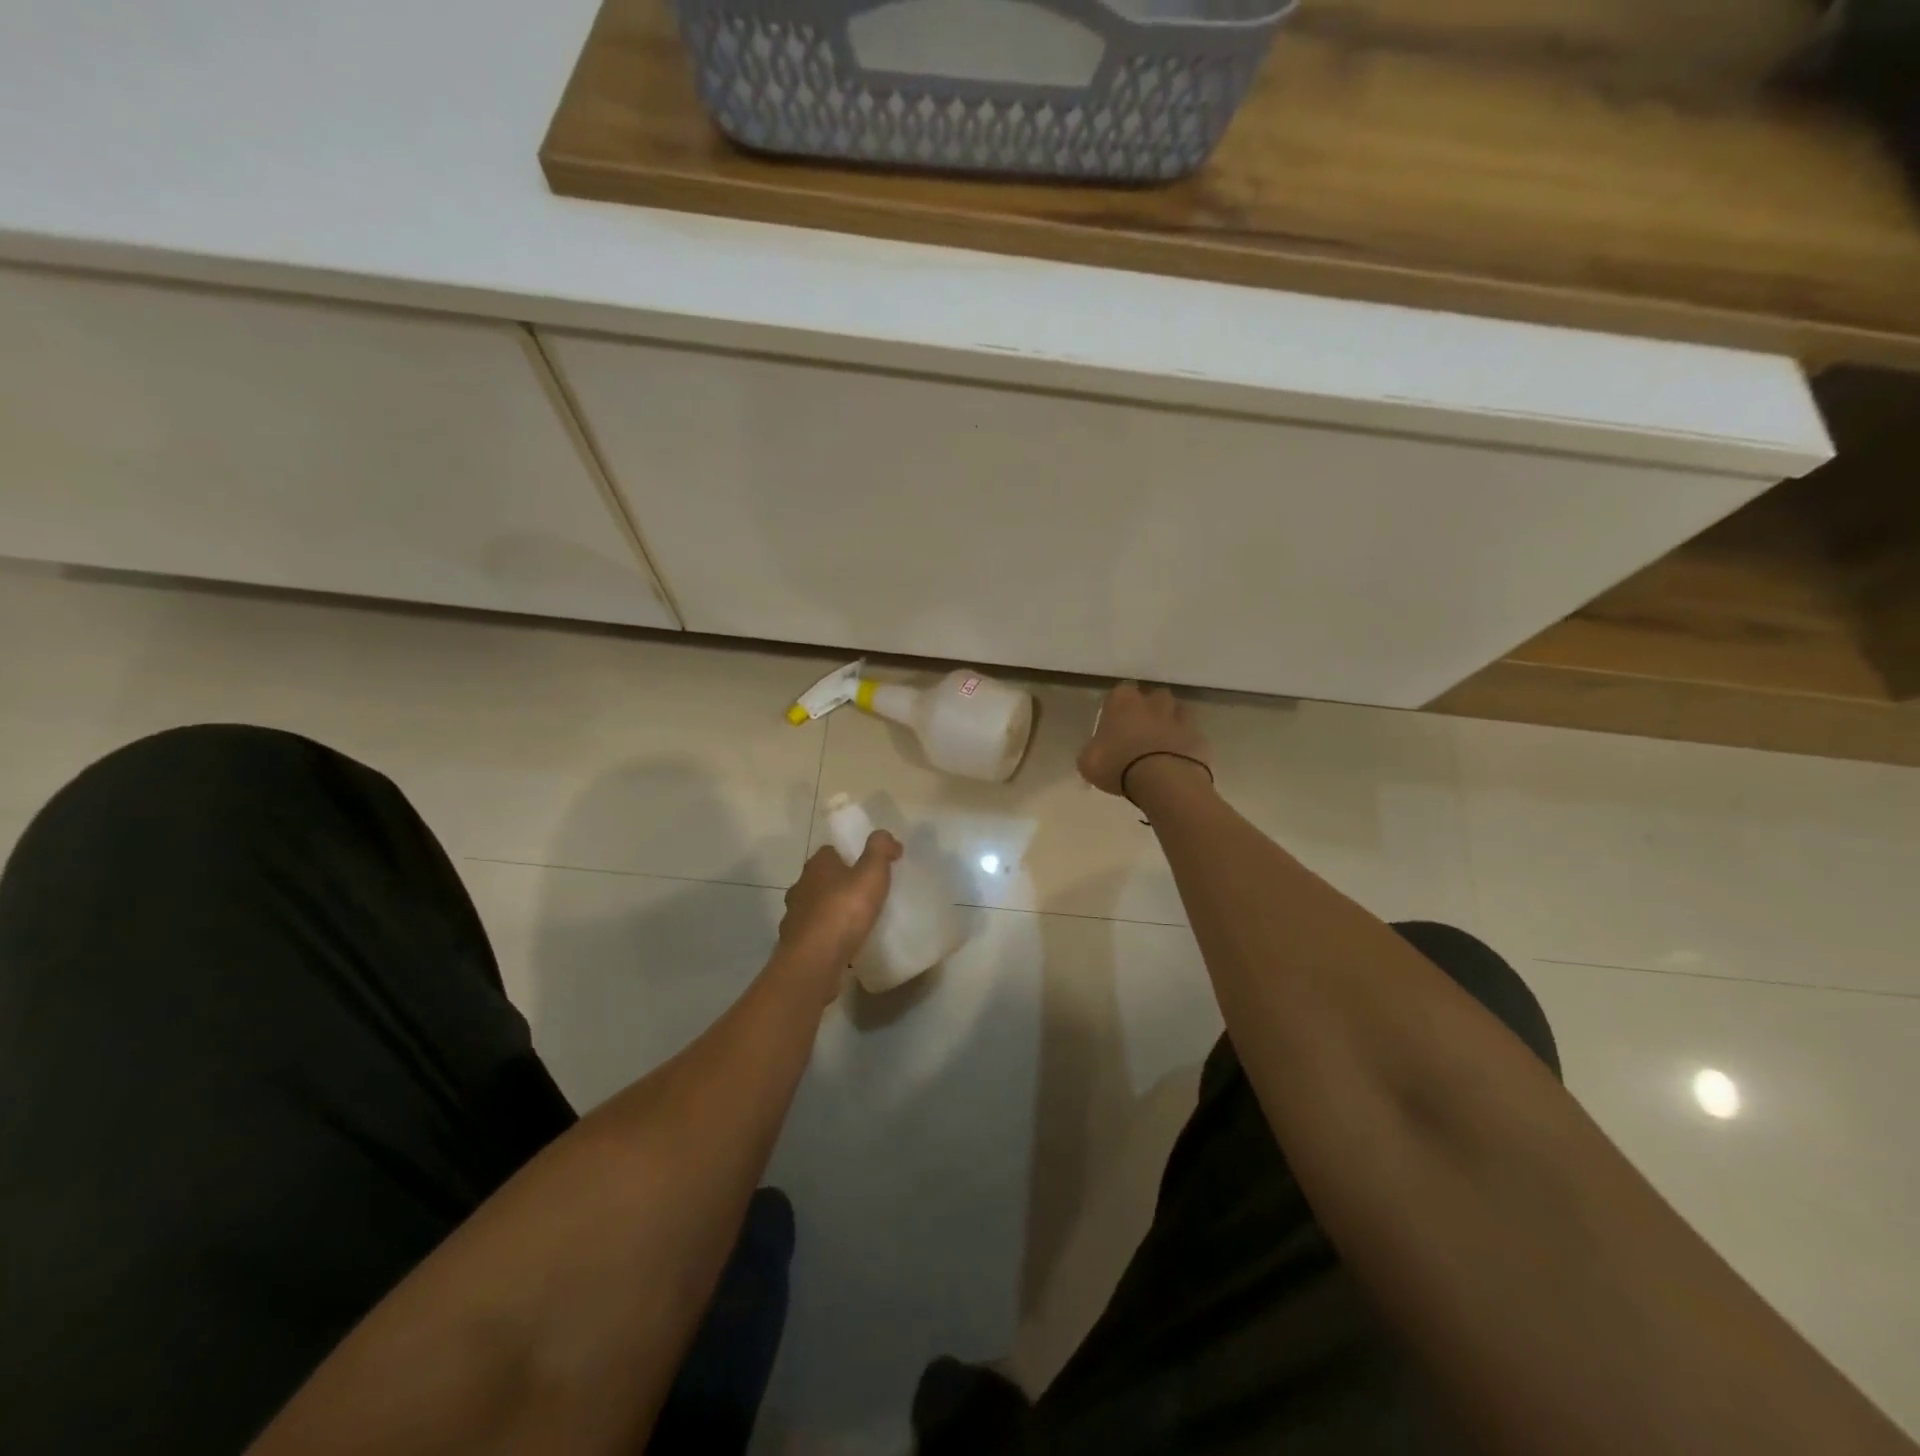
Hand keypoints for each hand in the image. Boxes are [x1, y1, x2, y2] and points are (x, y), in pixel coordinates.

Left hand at [776, 832, 902, 998]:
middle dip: (839, 883)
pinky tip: (842, 944)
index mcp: (817, 865)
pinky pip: (814, 933)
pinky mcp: (794, 943)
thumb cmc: (844, 910)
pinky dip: (826, 935)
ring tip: (856, 921)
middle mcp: (800, 886)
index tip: (870, 867)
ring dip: (831, 910)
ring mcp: (794, 916)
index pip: (831, 851)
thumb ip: (880, 849)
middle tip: (865, 894)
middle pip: (822, 878)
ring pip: (815, 907)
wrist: (814, 960)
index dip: (850, 855)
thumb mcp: (871, 873)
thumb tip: (886, 836)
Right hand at [1077, 682, 1211, 800]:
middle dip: (1148, 709)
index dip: (1117, 707)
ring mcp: (1180, 717)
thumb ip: (1093, 749)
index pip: (1119, 692)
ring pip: (1176, 711)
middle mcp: (1153, 702)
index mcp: (1122, 701)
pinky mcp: (1199, 737)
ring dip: (1169, 723)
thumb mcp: (1088, 762)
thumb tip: (1098, 749)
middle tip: (1139, 731)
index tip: (1114, 723)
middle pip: (1152, 697)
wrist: (1163, 781)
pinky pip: (1190, 736)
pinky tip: (1177, 760)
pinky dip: (1184, 744)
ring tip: (1160, 744)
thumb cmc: (1117, 766)